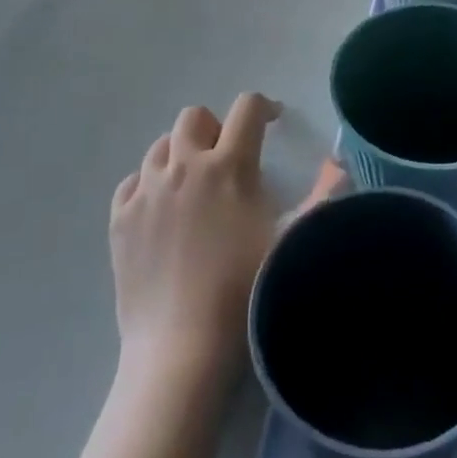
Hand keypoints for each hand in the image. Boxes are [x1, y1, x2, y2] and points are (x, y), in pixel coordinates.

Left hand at [110, 95, 340, 376]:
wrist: (182, 349)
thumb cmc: (247, 293)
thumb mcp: (295, 242)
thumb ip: (324, 195)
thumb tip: (336, 160)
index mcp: (229, 166)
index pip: (246, 109)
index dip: (264, 108)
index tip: (273, 123)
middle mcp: (183, 166)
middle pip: (194, 117)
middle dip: (216, 127)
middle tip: (229, 156)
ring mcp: (145, 192)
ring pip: (161, 146)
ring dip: (181, 153)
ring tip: (195, 184)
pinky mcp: (119, 219)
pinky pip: (132, 182)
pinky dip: (150, 184)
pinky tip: (162, 211)